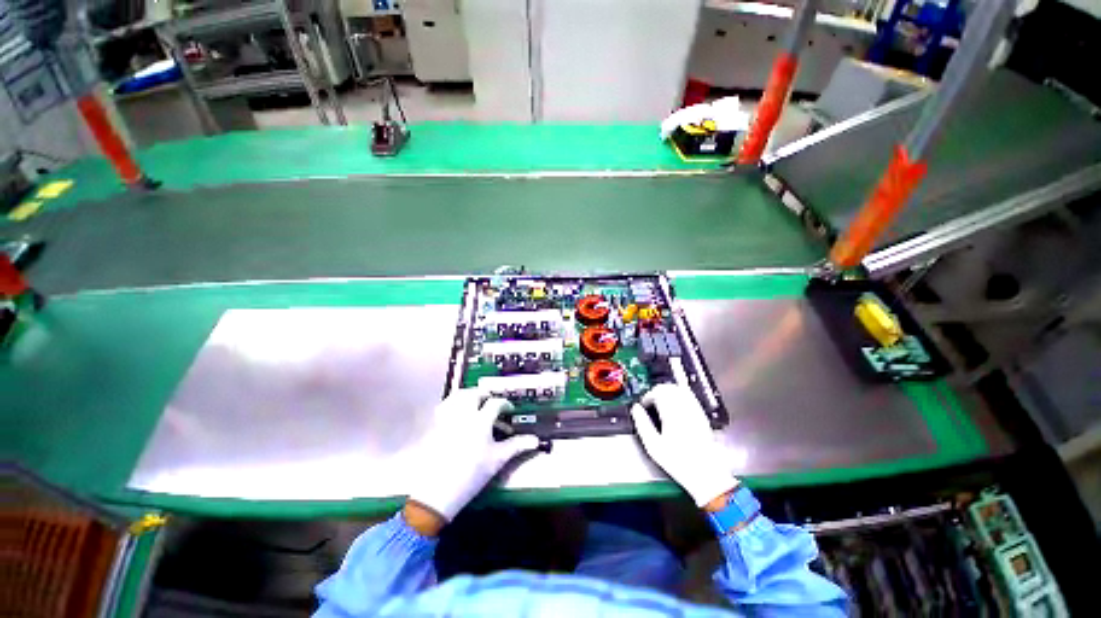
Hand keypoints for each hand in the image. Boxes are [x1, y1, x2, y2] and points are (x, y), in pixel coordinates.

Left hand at [406, 388, 539, 531]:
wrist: (437, 492)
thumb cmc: (472, 475)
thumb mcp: (497, 460)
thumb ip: (516, 446)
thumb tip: (535, 440)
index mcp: (481, 421)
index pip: (495, 403)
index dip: (505, 404)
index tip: (509, 409)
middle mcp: (463, 415)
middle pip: (474, 394)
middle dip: (485, 394)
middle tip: (491, 401)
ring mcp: (447, 419)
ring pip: (456, 397)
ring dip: (468, 395)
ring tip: (474, 403)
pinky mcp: (434, 427)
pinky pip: (443, 407)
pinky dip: (452, 404)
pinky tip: (457, 413)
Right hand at [630, 384, 737, 507]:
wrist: (705, 474)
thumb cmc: (677, 462)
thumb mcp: (653, 446)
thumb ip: (642, 424)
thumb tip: (635, 409)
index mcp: (671, 414)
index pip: (658, 392)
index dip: (648, 396)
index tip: (644, 405)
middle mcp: (685, 408)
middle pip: (669, 387)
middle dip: (657, 391)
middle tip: (650, 402)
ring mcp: (695, 410)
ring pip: (679, 389)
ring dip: (668, 391)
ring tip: (661, 402)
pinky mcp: (701, 415)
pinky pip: (689, 396)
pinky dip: (679, 395)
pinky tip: (674, 405)